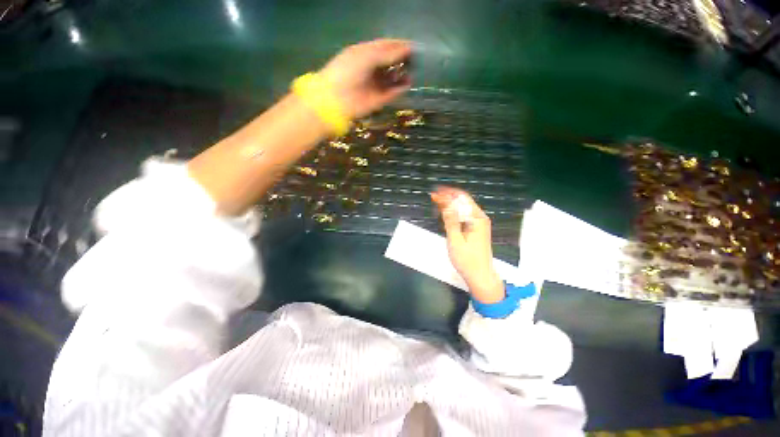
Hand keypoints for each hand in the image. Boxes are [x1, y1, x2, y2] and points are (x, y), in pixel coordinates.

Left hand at [319, 39, 411, 118]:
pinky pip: (392, 93)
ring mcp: (375, 85)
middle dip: (402, 59)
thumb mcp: (367, 56)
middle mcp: (371, 68)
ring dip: (403, 74)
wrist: (337, 99)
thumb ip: (387, 54)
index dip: (398, 45)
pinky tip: (408, 83)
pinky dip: (400, 89)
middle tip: (415, 59)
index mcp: (365, 54)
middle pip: (390, 62)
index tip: (412, 45)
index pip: (384, 47)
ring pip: (393, 78)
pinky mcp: (378, 100)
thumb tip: (407, 49)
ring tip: (414, 71)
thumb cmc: (348, 71)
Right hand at [430, 186, 504, 303]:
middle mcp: (480, 218)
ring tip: (437, 201)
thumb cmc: (467, 260)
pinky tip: (445, 211)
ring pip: (463, 208)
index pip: (461, 199)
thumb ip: (451, 221)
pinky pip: (464, 215)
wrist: (480, 276)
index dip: (447, 195)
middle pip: (463, 201)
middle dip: (448, 197)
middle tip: (434, 196)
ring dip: (450, 203)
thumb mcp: (456, 240)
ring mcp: (478, 224)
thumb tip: (446, 203)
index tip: (435, 194)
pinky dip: (454, 211)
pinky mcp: (476, 229)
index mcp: (477, 219)